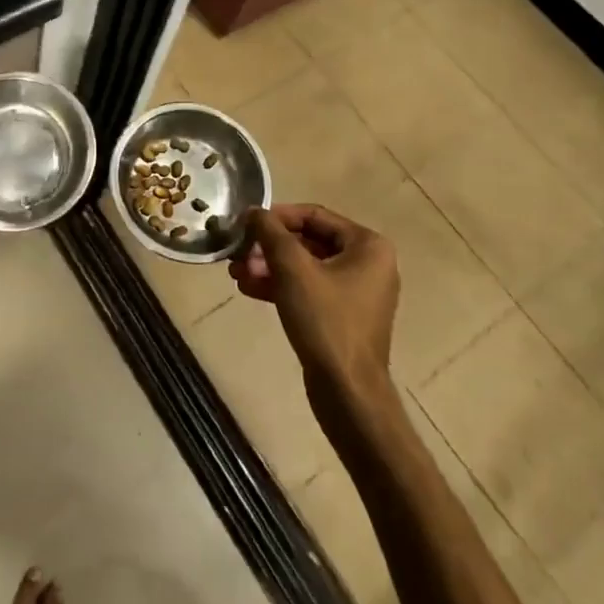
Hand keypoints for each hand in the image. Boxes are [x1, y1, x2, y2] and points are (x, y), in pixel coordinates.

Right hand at [233, 204, 399, 395]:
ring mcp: (356, 292)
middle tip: (238, 252)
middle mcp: (368, 264)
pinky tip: (248, 288)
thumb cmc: (325, 320)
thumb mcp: (292, 269)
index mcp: (368, 245)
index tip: (246, 223)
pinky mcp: (342, 316)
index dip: (277, 216)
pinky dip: (280, 286)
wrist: (347, 391)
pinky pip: (308, 289)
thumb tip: (253, 211)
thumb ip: (270, 232)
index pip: (314, 215)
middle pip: (308, 241)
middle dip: (269, 247)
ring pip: (304, 267)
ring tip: (236, 272)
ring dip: (269, 266)